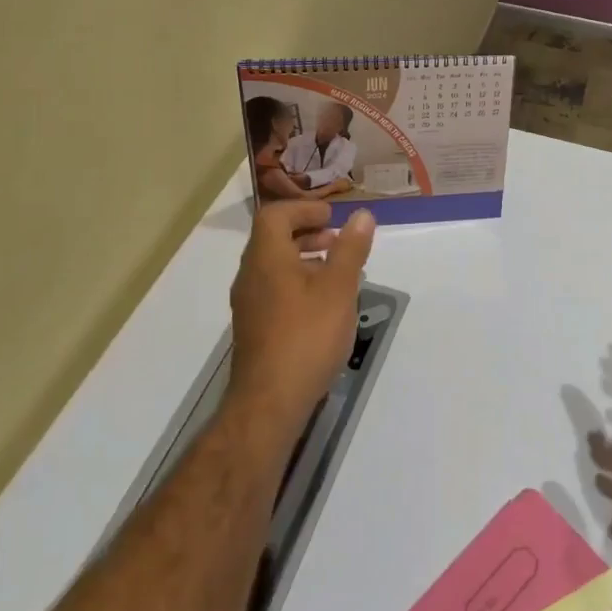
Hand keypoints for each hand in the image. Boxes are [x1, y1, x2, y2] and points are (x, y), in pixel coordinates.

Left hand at [228, 201, 375, 436]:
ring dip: (304, 259)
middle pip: (273, 239)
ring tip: (338, 272)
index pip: (275, 215)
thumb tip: (362, 215)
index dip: (304, 208)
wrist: (269, 402)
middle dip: (307, 232)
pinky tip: (324, 305)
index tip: (333, 216)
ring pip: (275, 266)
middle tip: (338, 240)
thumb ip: (350, 249)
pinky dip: (299, 283)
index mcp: (266, 258)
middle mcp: (251, 276)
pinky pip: (275, 290)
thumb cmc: (307, 336)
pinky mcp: (255, 328)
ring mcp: (249, 304)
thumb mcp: (339, 288)